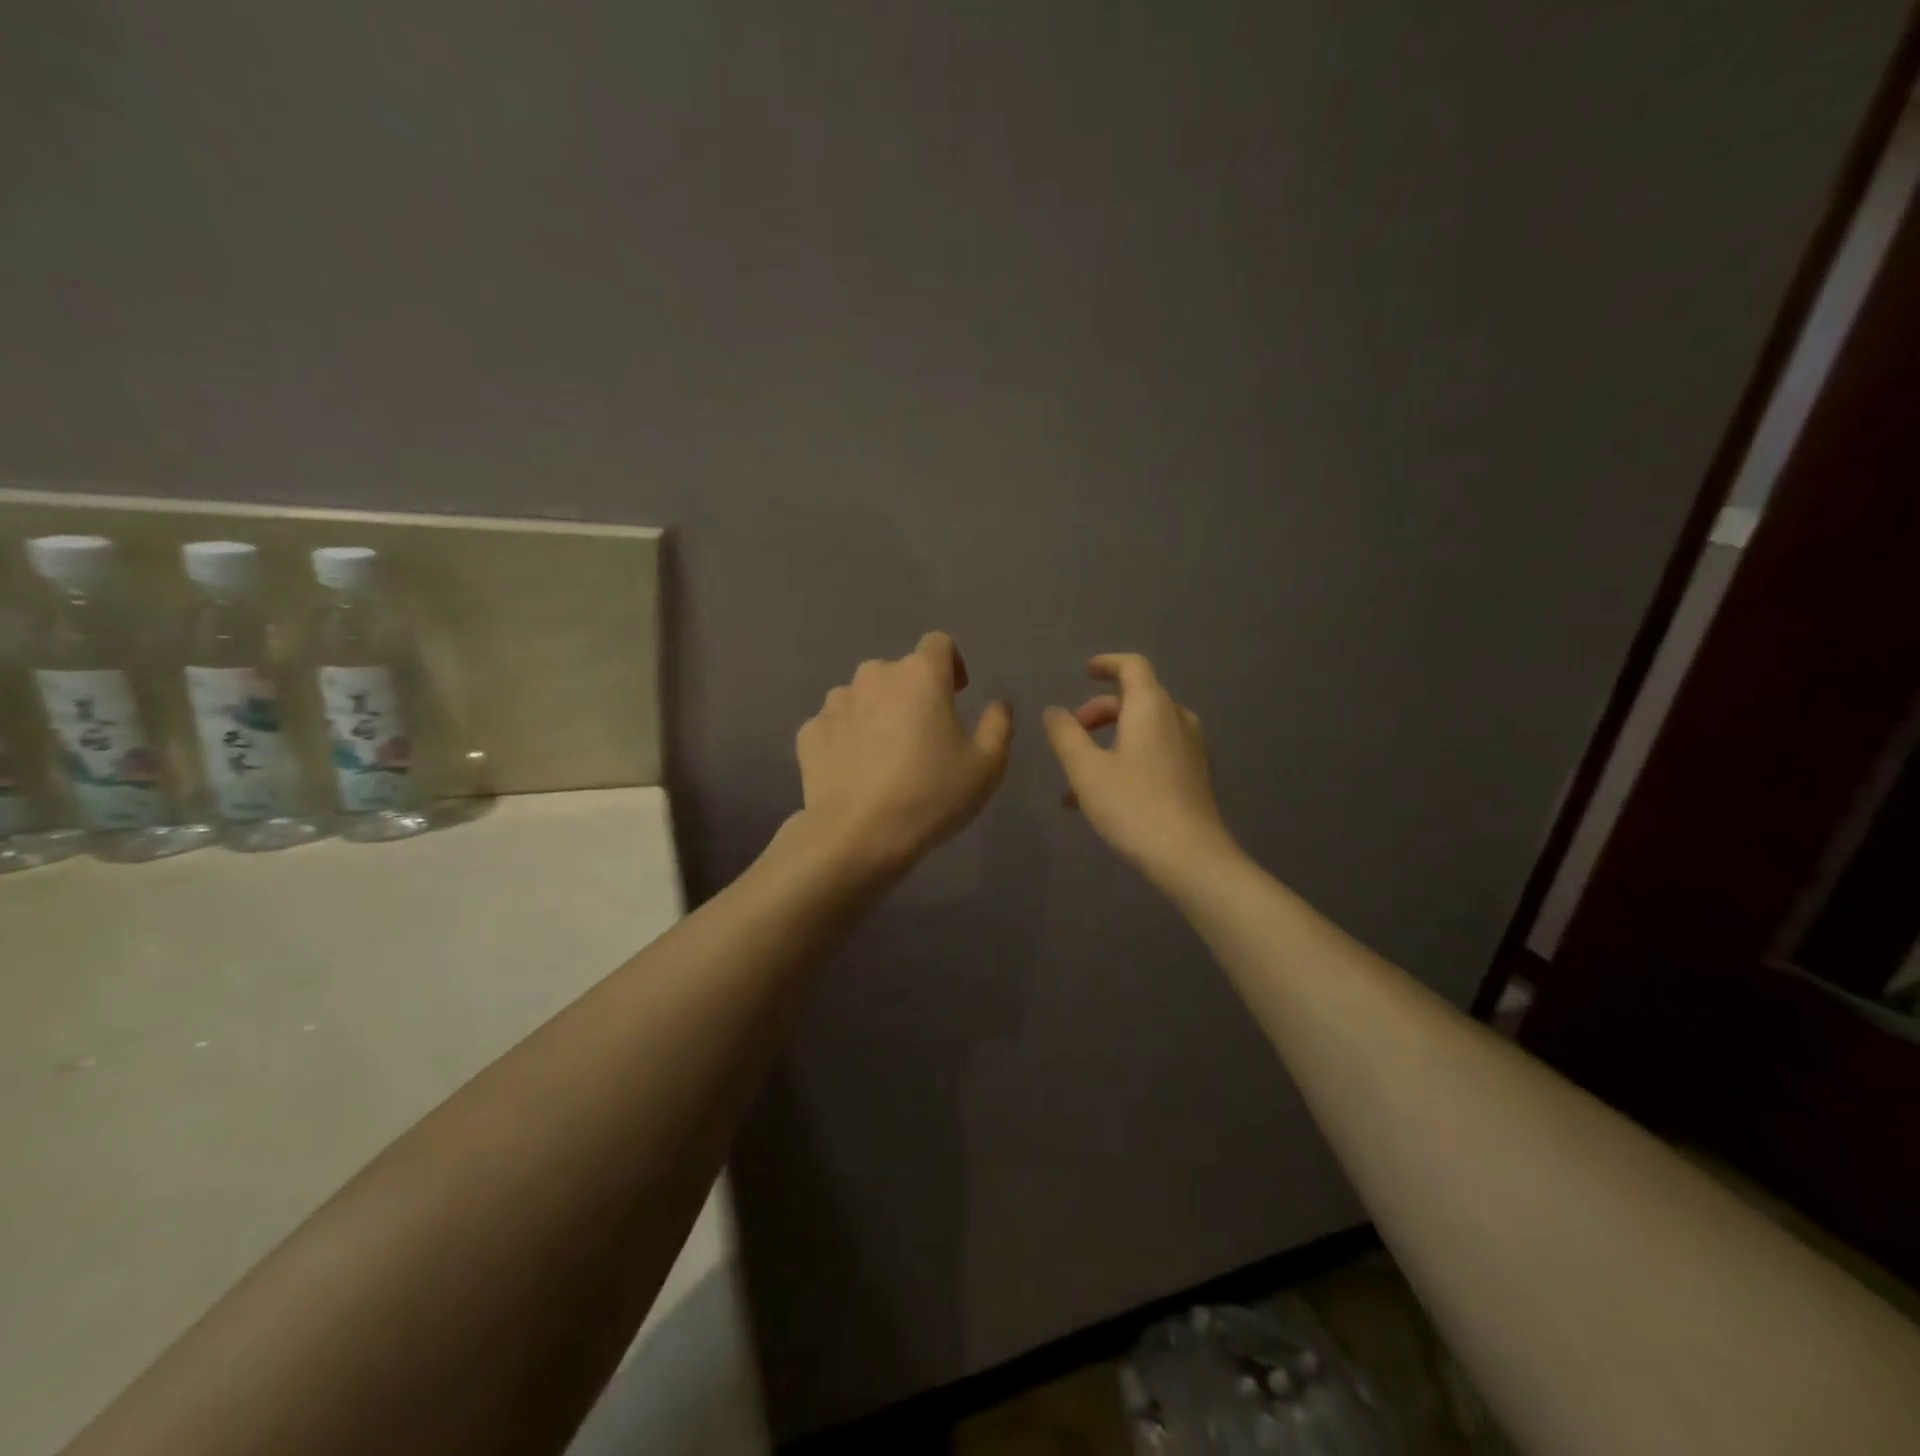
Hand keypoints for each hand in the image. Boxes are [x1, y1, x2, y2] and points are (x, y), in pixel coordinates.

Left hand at [793, 632, 1012, 873]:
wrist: (857, 836)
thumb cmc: (931, 795)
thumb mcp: (987, 766)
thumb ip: (998, 725)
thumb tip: (997, 704)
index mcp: (920, 675)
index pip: (939, 644)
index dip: (951, 664)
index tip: (956, 695)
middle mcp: (874, 675)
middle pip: (899, 673)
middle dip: (912, 695)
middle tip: (922, 737)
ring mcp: (835, 703)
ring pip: (863, 697)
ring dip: (877, 715)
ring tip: (885, 757)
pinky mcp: (809, 732)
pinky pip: (836, 726)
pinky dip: (847, 739)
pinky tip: (857, 772)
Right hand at [1043, 654, 1239, 887]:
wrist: (1191, 857)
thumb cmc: (1133, 806)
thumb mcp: (1086, 770)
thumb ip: (1066, 735)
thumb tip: (1053, 712)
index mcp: (1152, 708)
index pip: (1132, 666)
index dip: (1107, 663)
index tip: (1084, 672)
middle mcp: (1177, 719)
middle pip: (1137, 699)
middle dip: (1100, 711)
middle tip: (1073, 733)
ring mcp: (1192, 748)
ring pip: (1146, 730)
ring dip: (1111, 740)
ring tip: (1079, 775)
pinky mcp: (1195, 776)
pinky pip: (1157, 753)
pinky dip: (1129, 758)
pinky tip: (1104, 796)